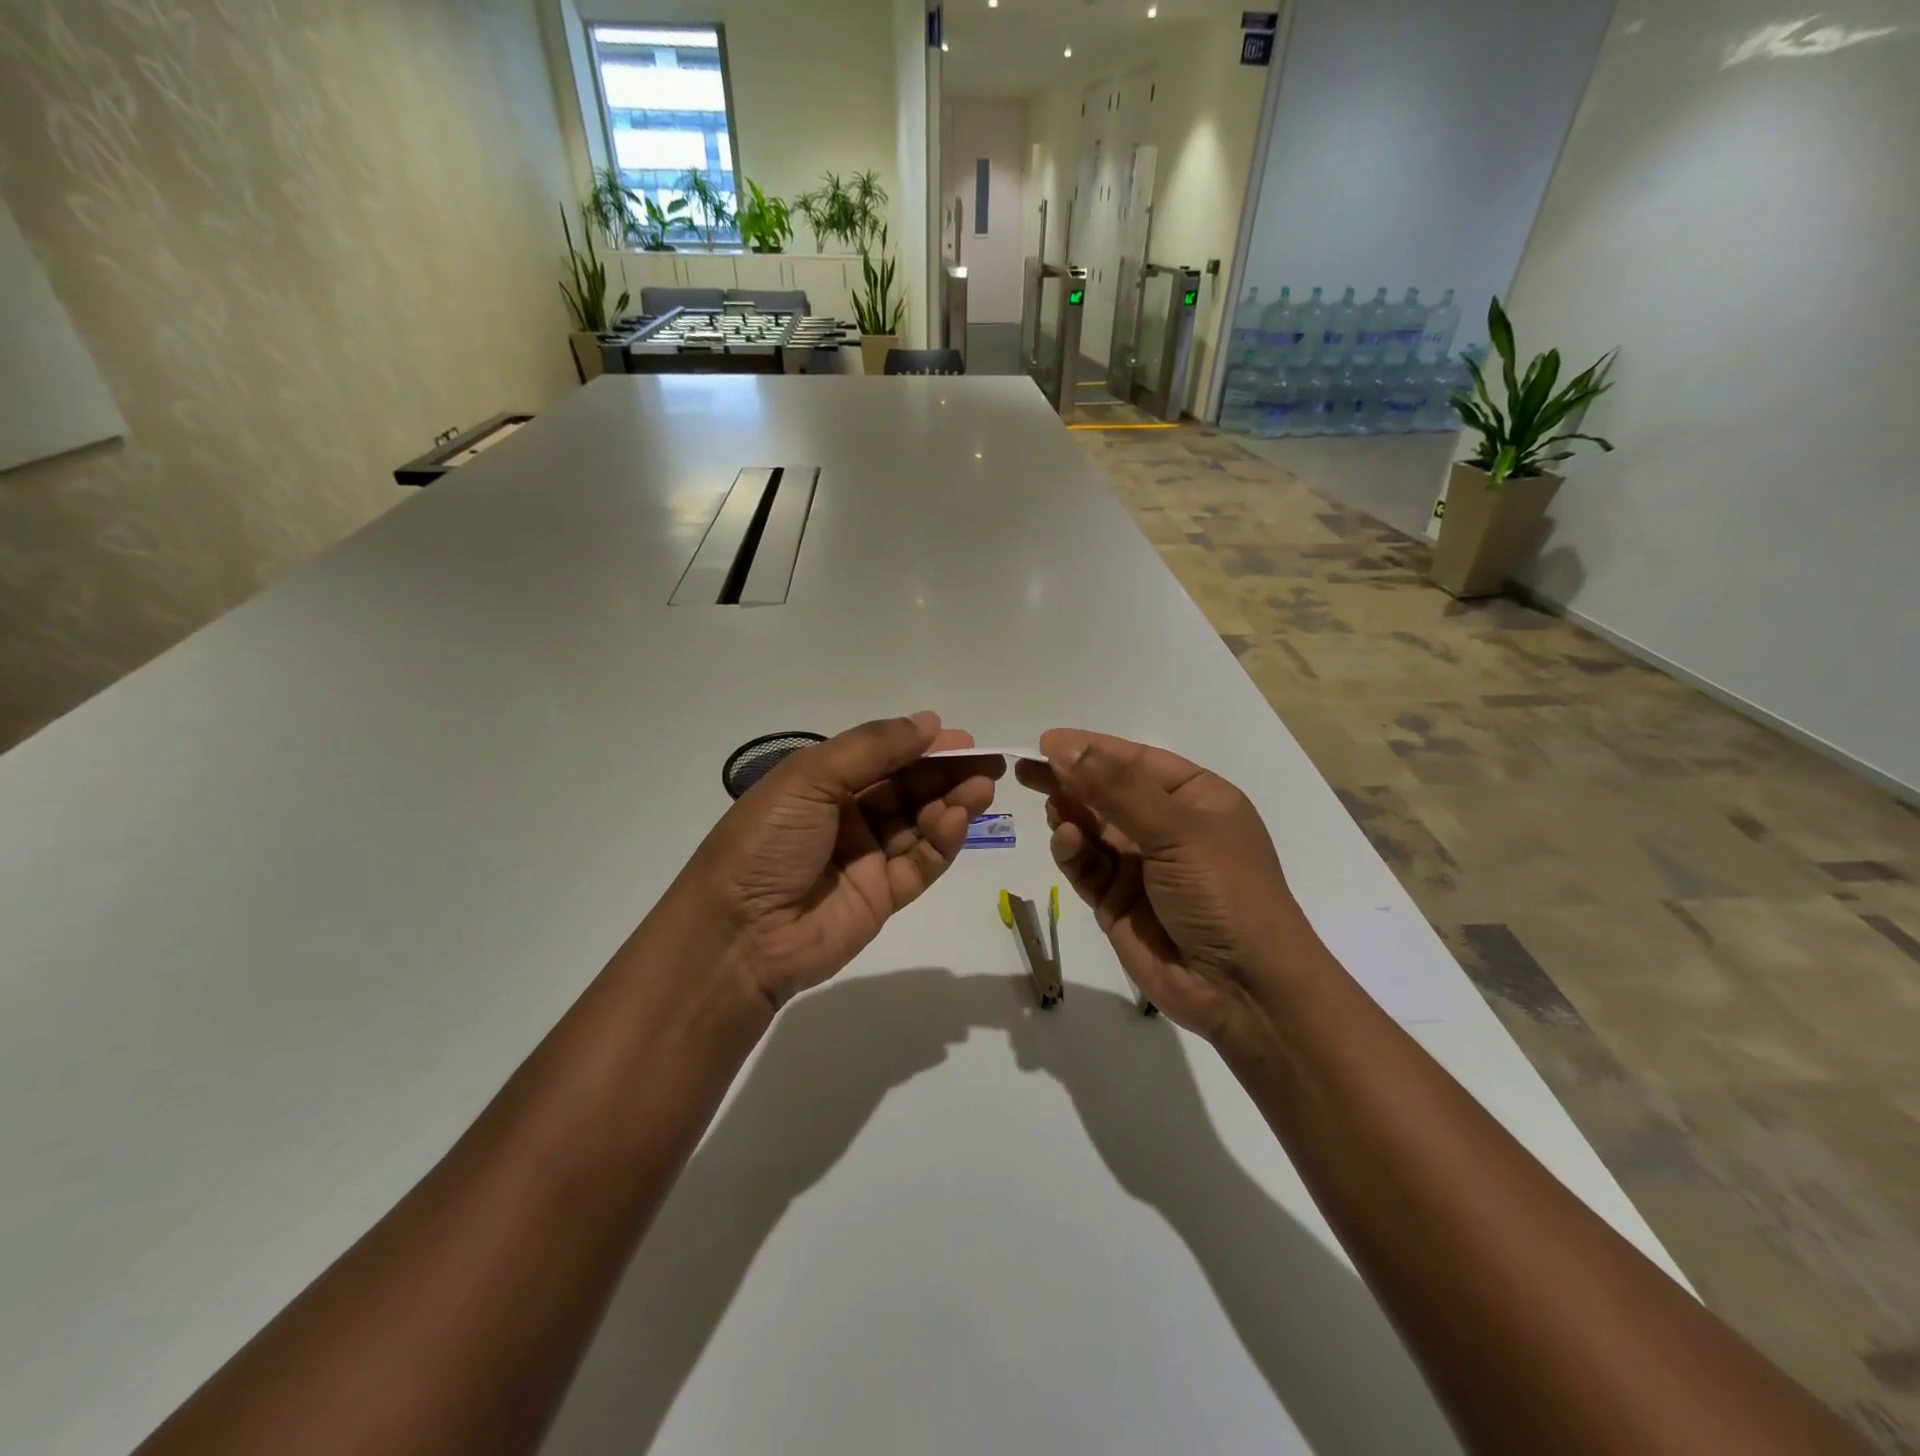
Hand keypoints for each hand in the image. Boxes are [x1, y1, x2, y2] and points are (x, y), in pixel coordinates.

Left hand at [669, 713, 1003, 1008]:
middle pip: (906, 788)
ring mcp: (865, 858)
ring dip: (951, 802)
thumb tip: (929, 722)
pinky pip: (920, 863)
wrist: (739, 936)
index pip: (881, 757)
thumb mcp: (809, 779)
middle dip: (945, 773)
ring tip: (982, 787)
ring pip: (918, 824)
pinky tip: (957, 818)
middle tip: (987, 762)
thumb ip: (872, 748)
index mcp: (819, 783)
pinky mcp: (882, 896)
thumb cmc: (767, 842)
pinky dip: (941, 841)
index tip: (961, 738)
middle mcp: (845, 816)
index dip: (920, 746)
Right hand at [1015, 729, 1320, 1045]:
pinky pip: (1086, 867)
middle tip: (1025, 769)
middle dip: (1070, 779)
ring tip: (1051, 805)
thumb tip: (1064, 747)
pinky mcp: (1116, 902)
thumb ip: (1117, 789)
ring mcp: (1140, 866)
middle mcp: (1167, 828)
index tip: (1047, 741)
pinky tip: (1065, 840)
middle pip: (1107, 793)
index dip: (1092, 748)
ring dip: (1070, 815)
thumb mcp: (1178, 831)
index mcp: (1196, 799)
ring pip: (1092, 829)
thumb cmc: (1224, 892)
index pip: (1136, 761)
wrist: (1244, 990)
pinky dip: (1072, 852)